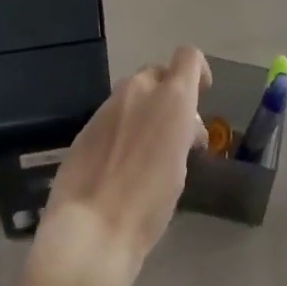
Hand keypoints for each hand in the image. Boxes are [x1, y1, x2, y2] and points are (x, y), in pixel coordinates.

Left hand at [30, 47, 209, 285]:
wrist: (92, 229)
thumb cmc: (149, 203)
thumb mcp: (180, 167)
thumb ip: (182, 134)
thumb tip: (181, 130)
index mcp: (171, 97)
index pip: (189, 57)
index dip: (198, 71)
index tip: (201, 95)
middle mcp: (139, 90)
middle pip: (157, 73)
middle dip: (167, 94)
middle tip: (174, 132)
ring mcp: (108, 105)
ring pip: (132, 94)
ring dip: (143, 110)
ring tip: (145, 151)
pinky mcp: (85, 125)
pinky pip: (111, 115)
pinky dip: (121, 128)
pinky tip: (118, 163)